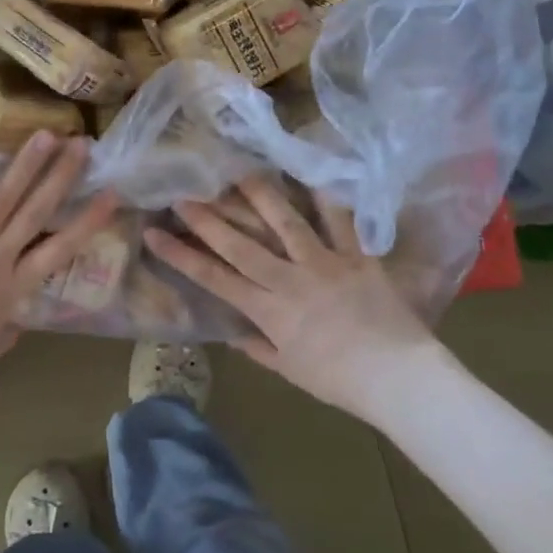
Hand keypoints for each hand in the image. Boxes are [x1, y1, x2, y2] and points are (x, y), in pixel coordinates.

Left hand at [0, 134, 117, 409]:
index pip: (60, 249)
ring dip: (24, 166)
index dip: (88, 220)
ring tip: (45, 136)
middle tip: (81, 144)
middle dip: (60, 176)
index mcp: (12, 290)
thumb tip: (18, 313)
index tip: (111, 194)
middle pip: (33, 212)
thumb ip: (9, 326)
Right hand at [143, 178, 438, 418]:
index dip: (181, 255)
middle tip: (182, 193)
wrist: (398, 378)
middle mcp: (289, 279)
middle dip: (206, 218)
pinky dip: (328, 198)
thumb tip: (231, 333)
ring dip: (259, 196)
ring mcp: (323, 263)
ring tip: (237, 172)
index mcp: (269, 310)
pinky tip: (311, 174)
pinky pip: (341, 222)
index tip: (154, 234)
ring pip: (285, 223)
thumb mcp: (290, 370)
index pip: (214, 278)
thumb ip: (257, 348)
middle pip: (239, 244)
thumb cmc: (340, 381)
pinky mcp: (357, 257)